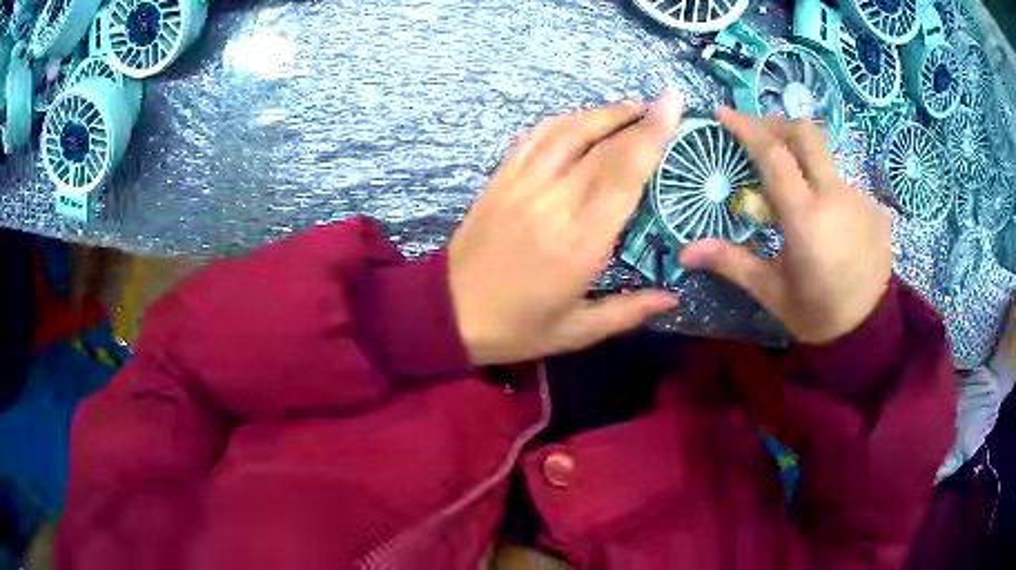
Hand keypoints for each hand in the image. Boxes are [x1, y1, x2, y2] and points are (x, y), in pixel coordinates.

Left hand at [449, 92, 683, 365]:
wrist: (448, 312)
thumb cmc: (517, 327)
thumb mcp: (577, 331)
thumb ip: (628, 310)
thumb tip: (673, 298)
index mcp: (580, 241)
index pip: (624, 174)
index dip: (652, 136)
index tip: (674, 107)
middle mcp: (553, 202)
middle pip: (603, 147)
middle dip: (640, 118)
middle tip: (666, 103)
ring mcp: (522, 185)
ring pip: (568, 132)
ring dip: (603, 113)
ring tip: (632, 108)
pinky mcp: (500, 179)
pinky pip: (534, 137)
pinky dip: (563, 121)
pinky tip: (581, 119)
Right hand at [680, 108, 891, 344]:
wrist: (869, 333)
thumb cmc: (817, 314)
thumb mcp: (772, 291)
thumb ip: (732, 262)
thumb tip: (684, 252)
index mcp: (805, 217)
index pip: (773, 153)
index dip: (745, 127)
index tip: (723, 113)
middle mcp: (836, 196)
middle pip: (805, 134)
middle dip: (776, 125)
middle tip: (757, 135)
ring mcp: (861, 199)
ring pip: (825, 161)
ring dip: (803, 163)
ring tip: (793, 192)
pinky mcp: (876, 208)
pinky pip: (844, 185)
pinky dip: (826, 190)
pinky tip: (826, 219)